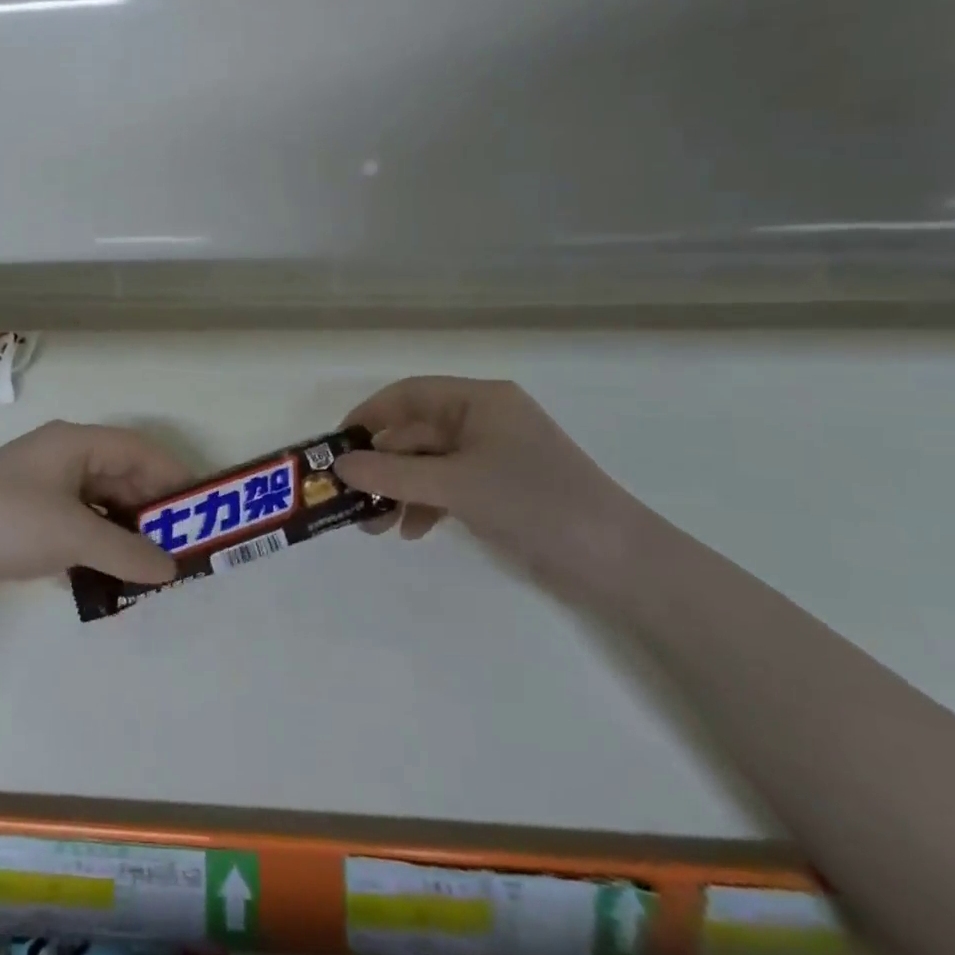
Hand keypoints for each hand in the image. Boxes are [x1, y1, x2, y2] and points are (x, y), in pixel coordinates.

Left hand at [0, 420, 190, 600]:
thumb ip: (128, 552)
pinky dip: (96, 544)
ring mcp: (40, 487)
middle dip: (150, 511)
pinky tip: (108, 573)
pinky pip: (75, 525)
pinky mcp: (24, 517)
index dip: (174, 477)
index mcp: (75, 443)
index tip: (201, 511)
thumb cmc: (7, 522)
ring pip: (98, 504)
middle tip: (179, 547)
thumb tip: (172, 568)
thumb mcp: (74, 536)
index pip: (140, 450)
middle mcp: (60, 457)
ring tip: (149, 566)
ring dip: (123, 532)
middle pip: (120, 476)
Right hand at [335, 377, 653, 602]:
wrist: (616, 560)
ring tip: (376, 526)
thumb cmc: (532, 502)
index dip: (370, 416)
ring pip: (429, 464)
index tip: (337, 445)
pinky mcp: (501, 488)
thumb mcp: (454, 485)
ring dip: (400, 490)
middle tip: (351, 498)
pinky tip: (412, 532)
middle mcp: (485, 420)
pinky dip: (426, 505)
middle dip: (383, 466)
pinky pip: (448, 486)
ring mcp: (494, 455)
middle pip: (416, 433)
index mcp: (479, 401)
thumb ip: (392, 474)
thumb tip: (338, 465)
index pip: (409, 394)